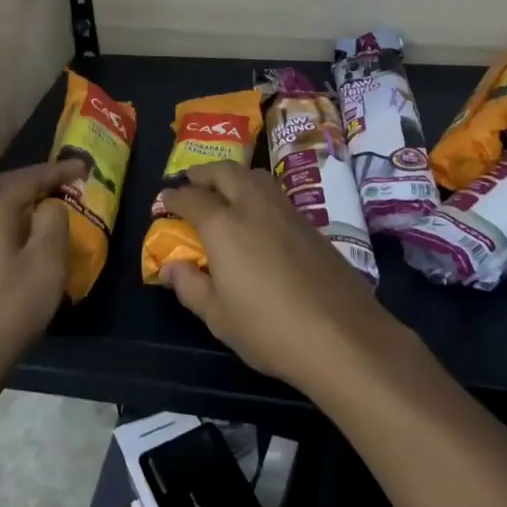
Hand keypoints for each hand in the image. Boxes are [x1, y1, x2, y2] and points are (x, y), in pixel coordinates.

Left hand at [0, 160, 81, 396]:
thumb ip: (53, 223)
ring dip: (19, 198)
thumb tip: (50, 206)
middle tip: (58, 182)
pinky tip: (26, 237)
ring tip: (46, 205)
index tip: (86, 167)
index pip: (29, 179)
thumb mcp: (46, 263)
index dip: (59, 171)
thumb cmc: (11, 309)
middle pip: (1, 185)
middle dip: (30, 178)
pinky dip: (11, 218)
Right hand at [160, 163, 401, 396]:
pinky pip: (272, 191)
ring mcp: (284, 209)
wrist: (342, 334)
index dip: (173, 197)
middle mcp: (252, 204)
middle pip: (223, 171)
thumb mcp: (219, 317)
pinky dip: (255, 189)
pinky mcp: (308, 221)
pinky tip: (256, 212)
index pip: (191, 198)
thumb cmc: (270, 330)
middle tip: (190, 182)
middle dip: (202, 173)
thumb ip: (190, 286)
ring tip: (222, 190)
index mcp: (223, 225)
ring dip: (231, 175)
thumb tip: (170, 267)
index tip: (163, 200)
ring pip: (252, 175)